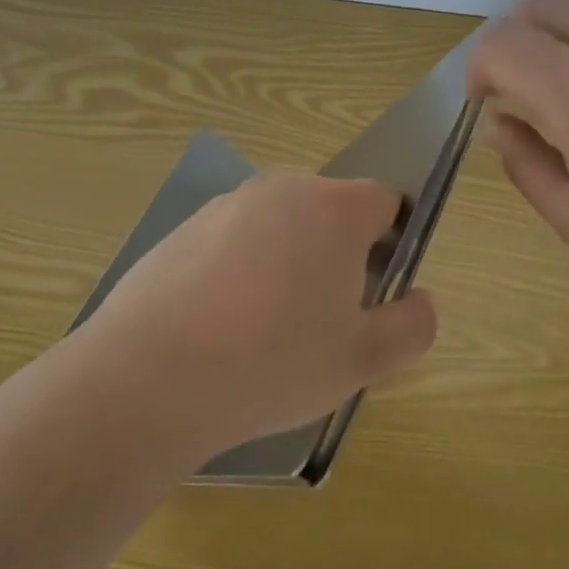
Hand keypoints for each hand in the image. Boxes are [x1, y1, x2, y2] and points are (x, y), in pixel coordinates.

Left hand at [71, 172, 437, 457]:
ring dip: (288, 265)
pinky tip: (221, 329)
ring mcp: (225, 207)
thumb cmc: (273, 362)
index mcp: (333, 208)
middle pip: (330, 213)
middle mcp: (280, 190)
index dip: (393, 245)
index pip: (385, 203)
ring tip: (267, 332)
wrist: (149, 378)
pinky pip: (233, 244)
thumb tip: (419, 302)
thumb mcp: (364, 360)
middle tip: (325, 322)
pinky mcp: (182, 231)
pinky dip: (241, 274)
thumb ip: (413, 326)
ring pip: (280, 229)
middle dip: (339, 257)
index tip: (376, 294)